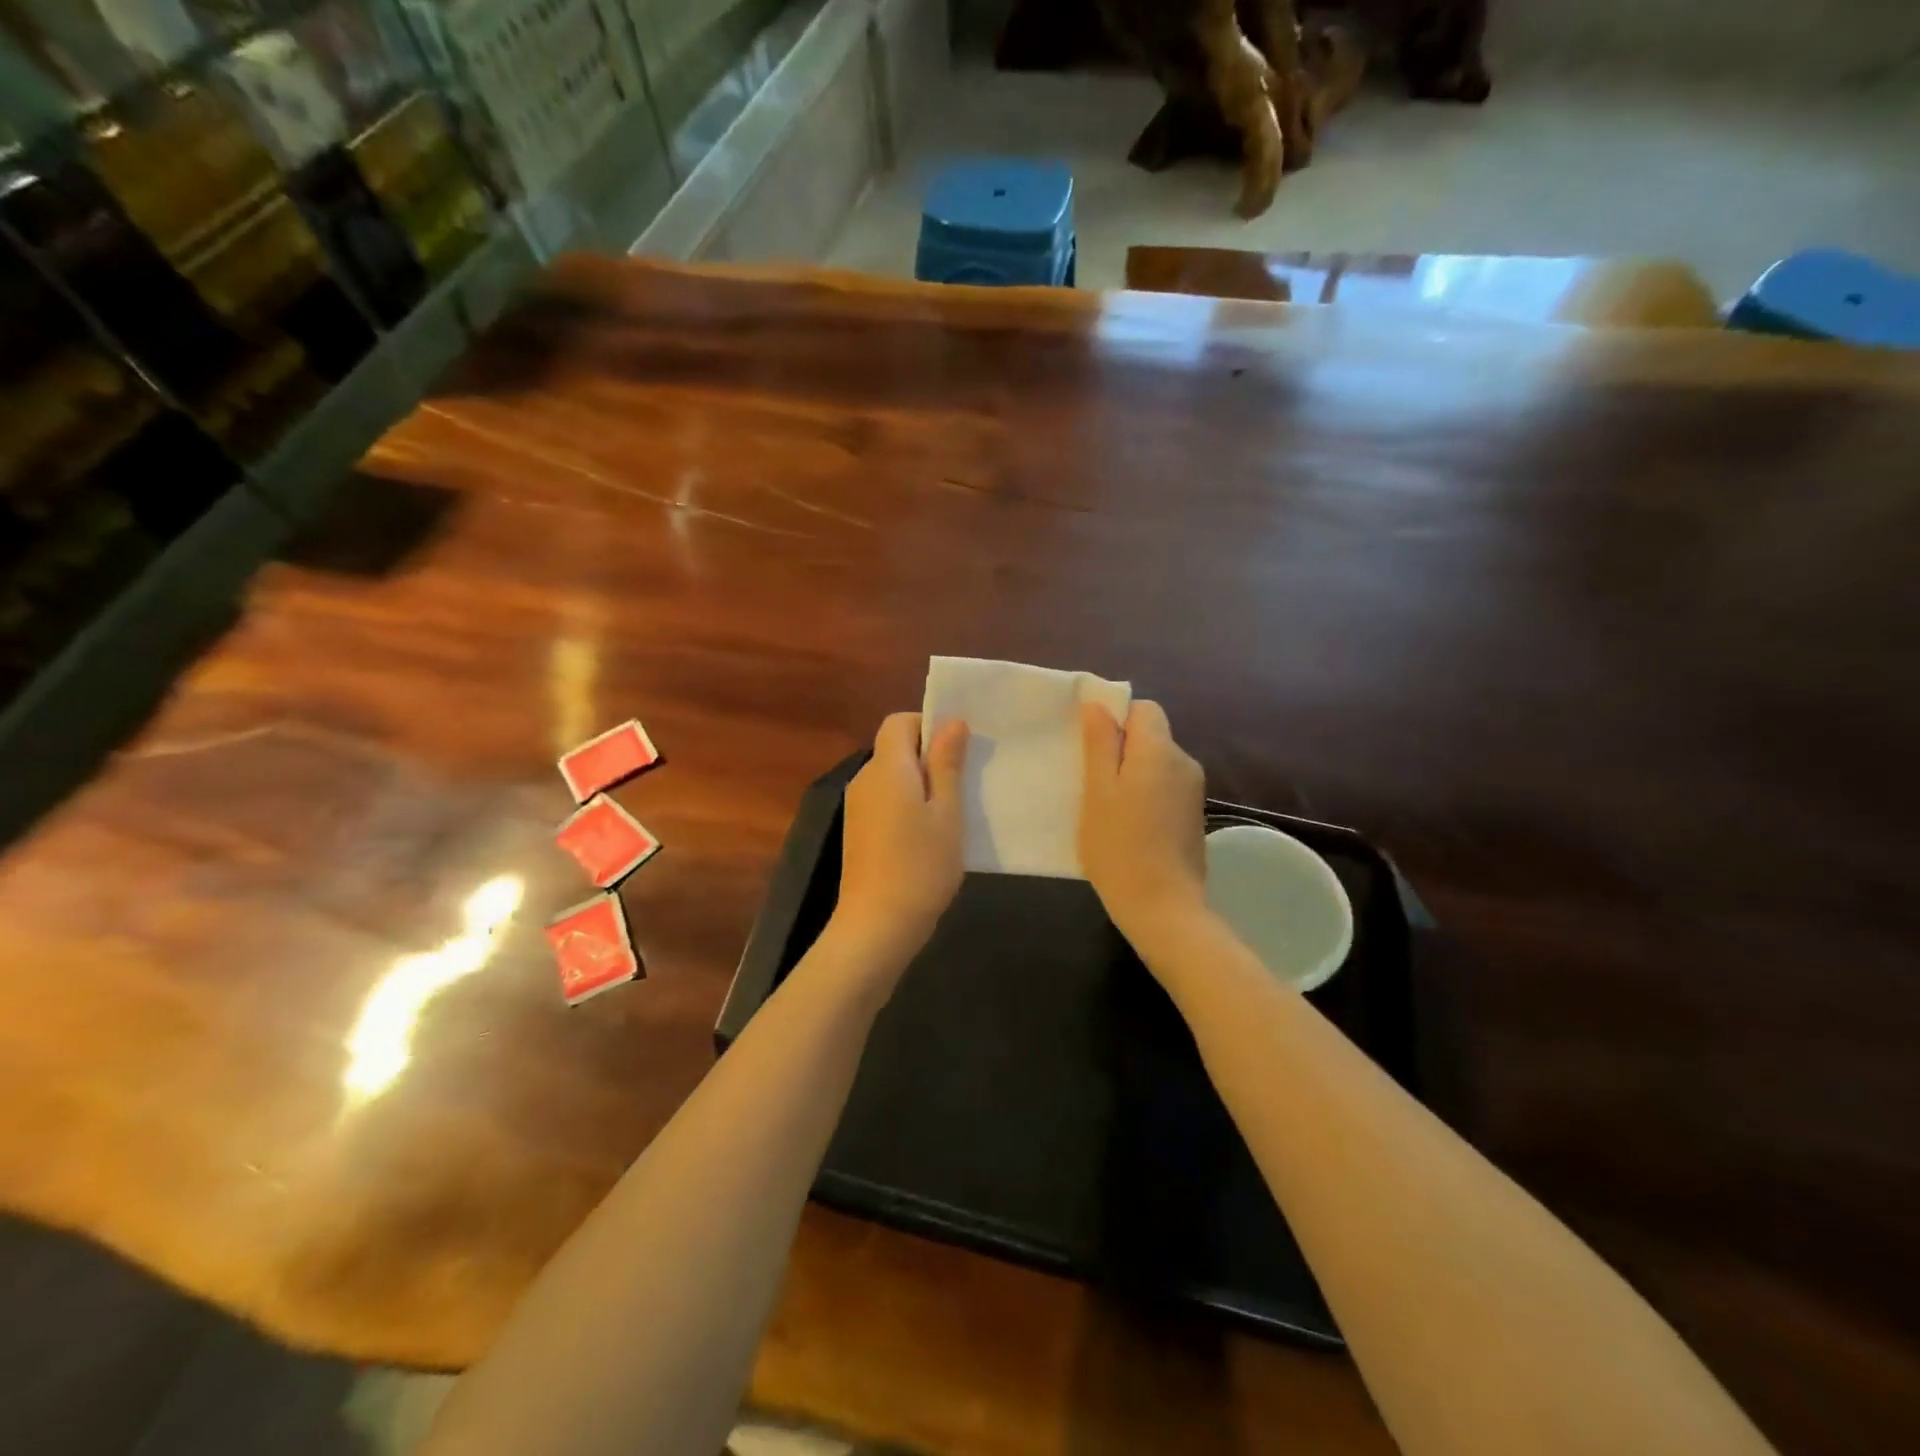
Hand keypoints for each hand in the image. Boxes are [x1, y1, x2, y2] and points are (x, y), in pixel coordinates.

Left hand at [831, 712, 969, 972]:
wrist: (877, 925)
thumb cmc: (921, 865)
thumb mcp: (947, 812)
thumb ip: (947, 764)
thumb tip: (952, 722)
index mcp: (887, 767)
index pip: (898, 722)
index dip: (927, 724)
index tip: (957, 749)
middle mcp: (864, 779)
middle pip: (894, 749)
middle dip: (928, 756)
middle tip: (964, 782)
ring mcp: (857, 807)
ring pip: (891, 777)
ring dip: (919, 784)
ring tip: (951, 812)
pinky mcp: (857, 831)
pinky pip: (884, 801)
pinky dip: (906, 805)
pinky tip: (928, 835)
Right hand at [1080, 700, 1208, 950]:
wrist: (1163, 908)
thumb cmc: (1119, 847)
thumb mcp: (1098, 792)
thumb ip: (1100, 744)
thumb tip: (1098, 704)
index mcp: (1160, 751)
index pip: (1143, 708)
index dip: (1115, 718)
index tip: (1089, 746)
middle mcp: (1184, 763)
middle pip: (1151, 736)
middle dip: (1120, 749)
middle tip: (1089, 780)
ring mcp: (1193, 791)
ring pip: (1156, 764)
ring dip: (1131, 775)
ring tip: (1105, 807)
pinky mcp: (1193, 816)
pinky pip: (1165, 788)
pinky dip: (1145, 795)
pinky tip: (1127, 825)